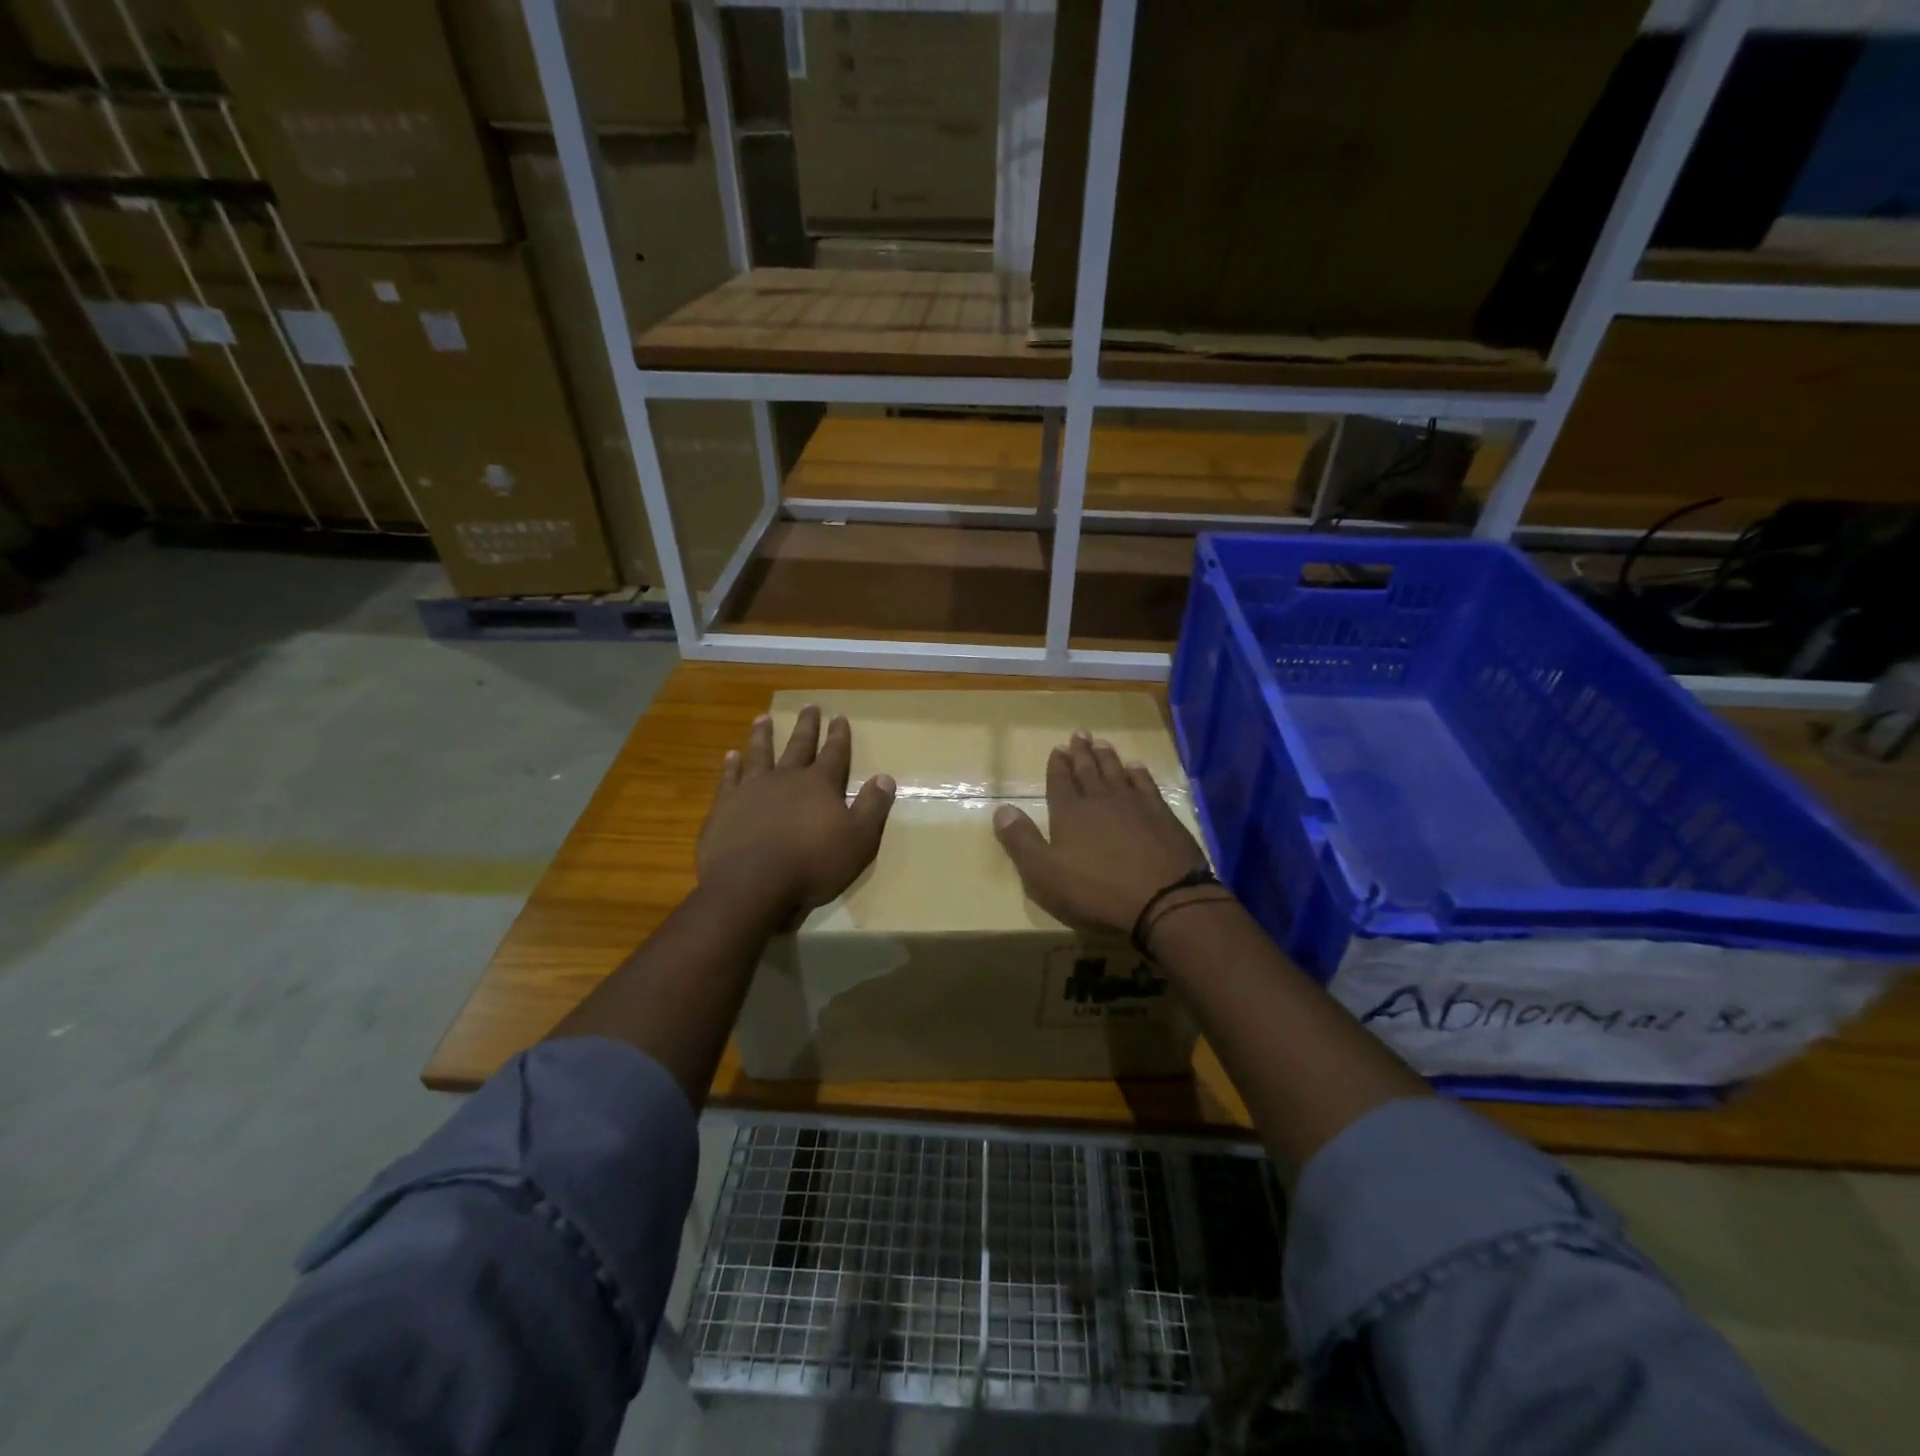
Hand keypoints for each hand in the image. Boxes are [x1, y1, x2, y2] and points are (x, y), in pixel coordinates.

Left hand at [698, 706, 895, 920]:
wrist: (751, 883)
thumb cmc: (812, 864)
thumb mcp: (858, 840)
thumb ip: (872, 807)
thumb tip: (885, 777)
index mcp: (820, 785)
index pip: (835, 753)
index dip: (839, 736)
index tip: (839, 716)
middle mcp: (786, 778)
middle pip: (799, 745)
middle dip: (807, 726)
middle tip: (809, 706)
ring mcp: (752, 789)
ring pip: (760, 754)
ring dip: (763, 735)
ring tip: (763, 718)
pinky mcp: (724, 806)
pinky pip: (728, 778)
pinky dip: (730, 766)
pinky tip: (730, 756)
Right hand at [992, 731, 1210, 936]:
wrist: (1164, 899)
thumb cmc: (1097, 892)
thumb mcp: (1044, 875)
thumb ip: (1021, 841)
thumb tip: (1001, 809)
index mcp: (1069, 813)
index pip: (1059, 782)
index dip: (1057, 765)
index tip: (1057, 748)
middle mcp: (1101, 800)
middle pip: (1088, 770)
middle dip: (1081, 753)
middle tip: (1079, 735)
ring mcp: (1135, 804)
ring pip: (1117, 772)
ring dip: (1107, 757)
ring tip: (1102, 743)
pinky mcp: (1162, 815)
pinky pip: (1146, 784)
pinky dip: (1139, 773)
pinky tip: (1136, 767)